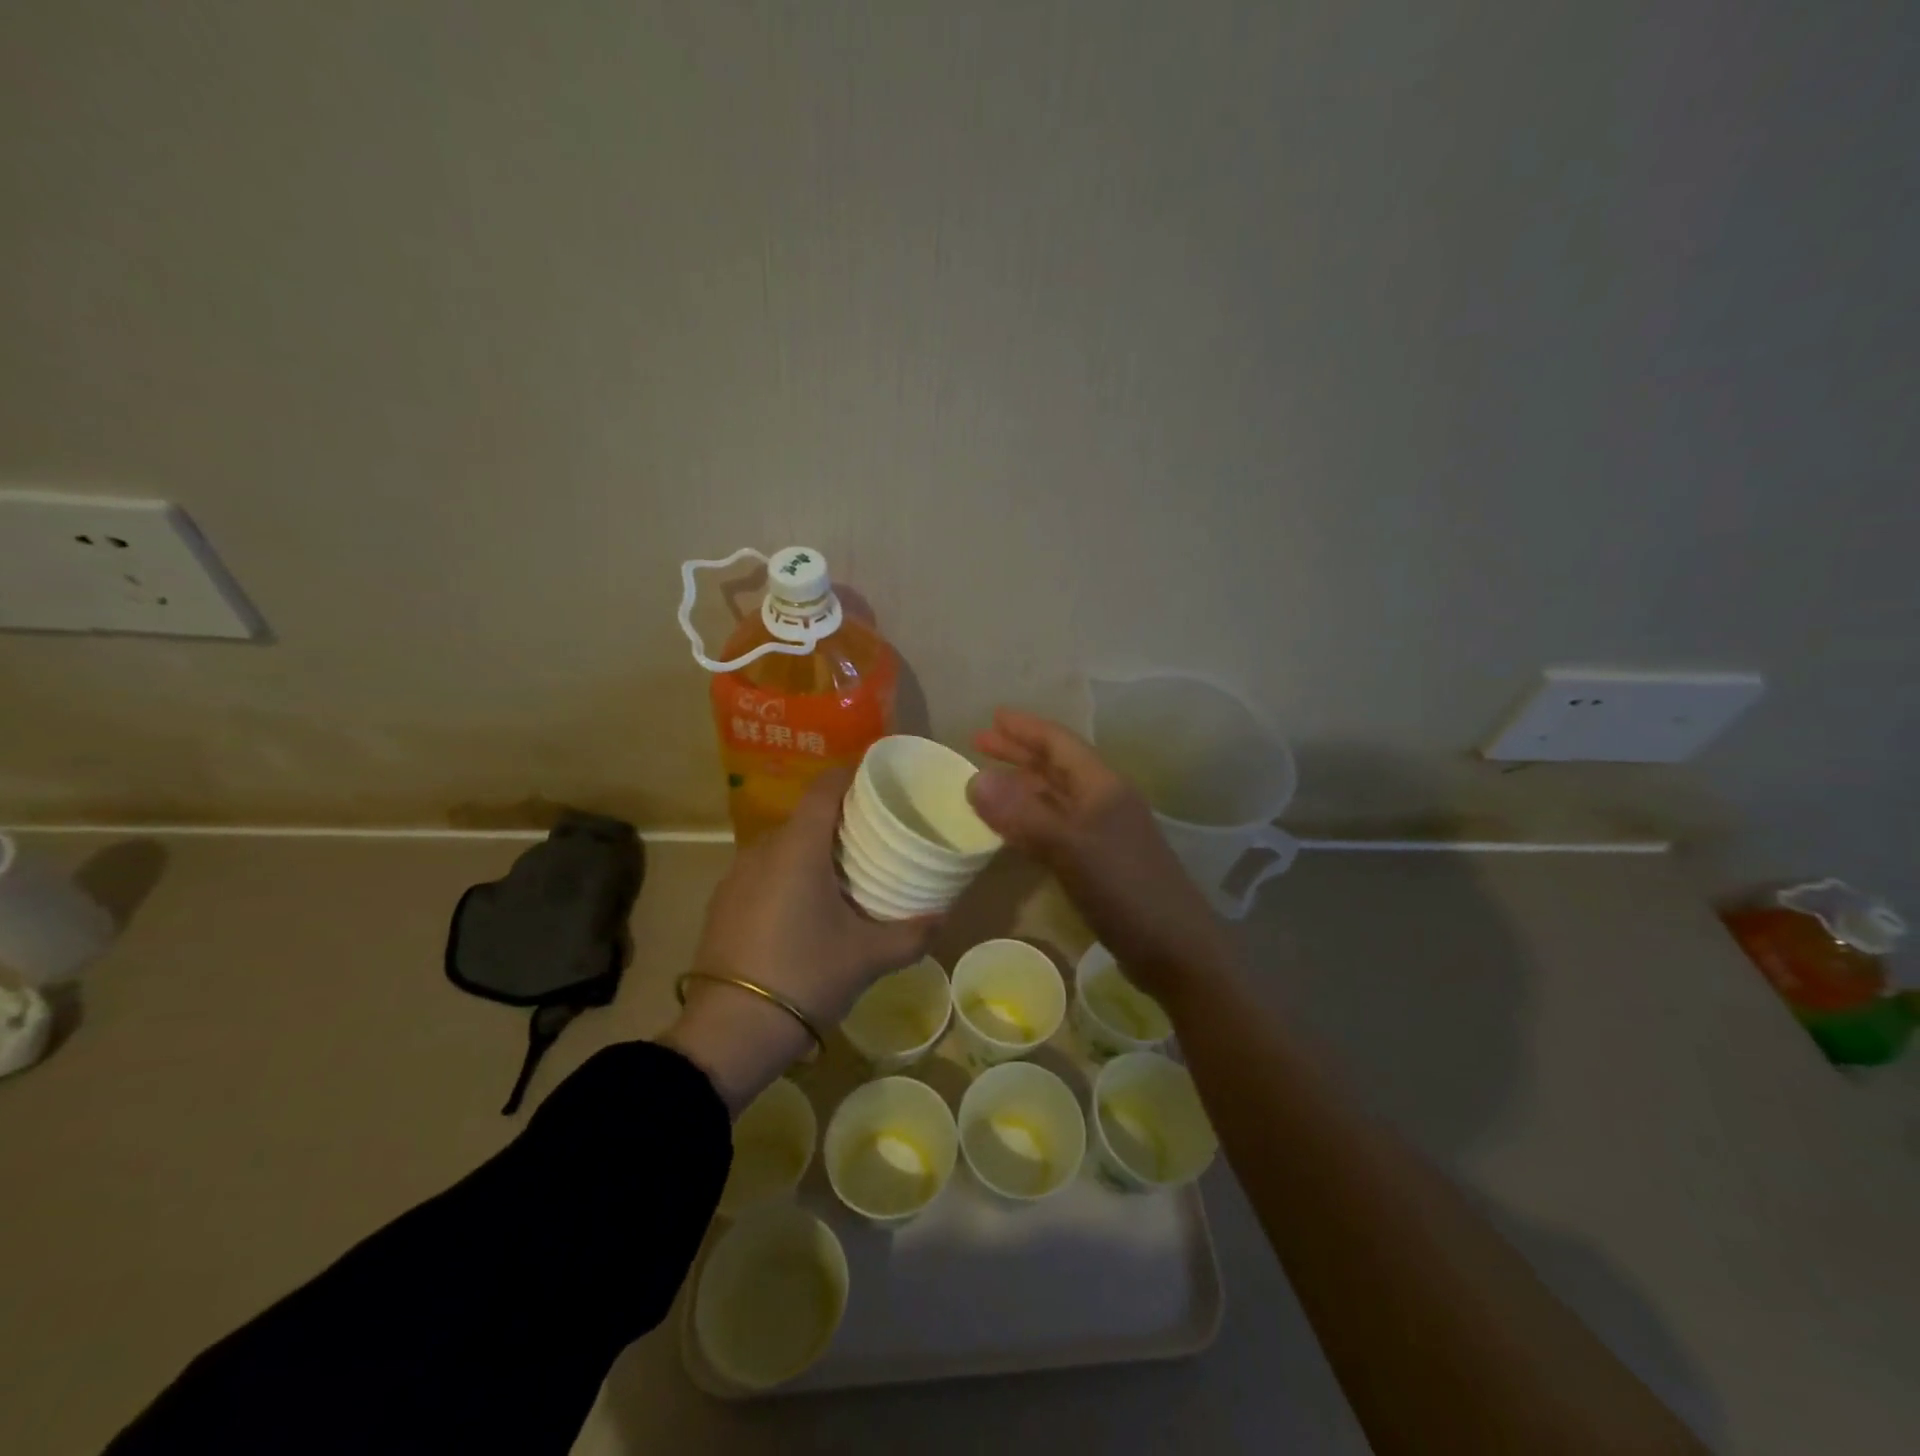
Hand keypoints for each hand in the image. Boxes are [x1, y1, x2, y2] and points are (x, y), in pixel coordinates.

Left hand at [663, 767, 935, 1111]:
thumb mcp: (868, 957)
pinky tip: (806, 908)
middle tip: (877, 839)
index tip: (882, 786)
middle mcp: (763, 849)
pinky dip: (789, 874)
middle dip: (842, 820)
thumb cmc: (806, 976)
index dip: (854, 776)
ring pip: (783, 845)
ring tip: (846, 875)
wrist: (729, 1032)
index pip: (826, 787)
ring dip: (814, 850)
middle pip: (807, 816)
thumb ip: (911, 934)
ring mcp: (737, 875)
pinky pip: (764, 871)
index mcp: (798, 847)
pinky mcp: (723, 902)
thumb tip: (942, 917)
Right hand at [966, 709, 1236, 1004]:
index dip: (1025, 728)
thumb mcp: (1069, 848)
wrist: (1176, 950)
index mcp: (1102, 787)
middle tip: (979, 742)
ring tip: (988, 781)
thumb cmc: (1125, 890)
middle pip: (1056, 766)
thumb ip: (1022, 814)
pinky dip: (1031, 819)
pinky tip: (1013, 828)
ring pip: (1056, 797)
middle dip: (1019, 752)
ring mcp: (1104, 833)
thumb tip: (974, 779)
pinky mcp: (1100, 862)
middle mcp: (1104, 801)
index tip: (992, 717)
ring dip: (1023, 785)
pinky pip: (1056, 827)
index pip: (1059, 743)